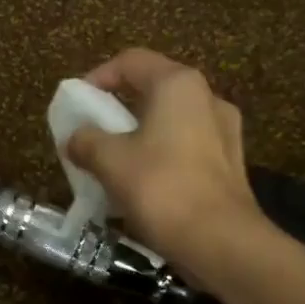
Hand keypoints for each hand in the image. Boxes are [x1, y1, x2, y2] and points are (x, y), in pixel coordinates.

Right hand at [64, 48, 261, 271]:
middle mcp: (206, 98)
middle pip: (152, 90)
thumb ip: (86, 141)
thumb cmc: (161, 188)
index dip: (97, 77)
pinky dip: (160, 156)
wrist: (219, 241)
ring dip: (138, 135)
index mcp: (178, 85)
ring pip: (170, 121)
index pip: (130, 62)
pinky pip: (185, 147)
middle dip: (117, 109)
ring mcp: (224, 131)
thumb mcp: (110, 161)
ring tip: (113, 161)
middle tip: (91, 133)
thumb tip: (74, 138)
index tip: (76, 103)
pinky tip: (142, 184)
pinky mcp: (230, 163)